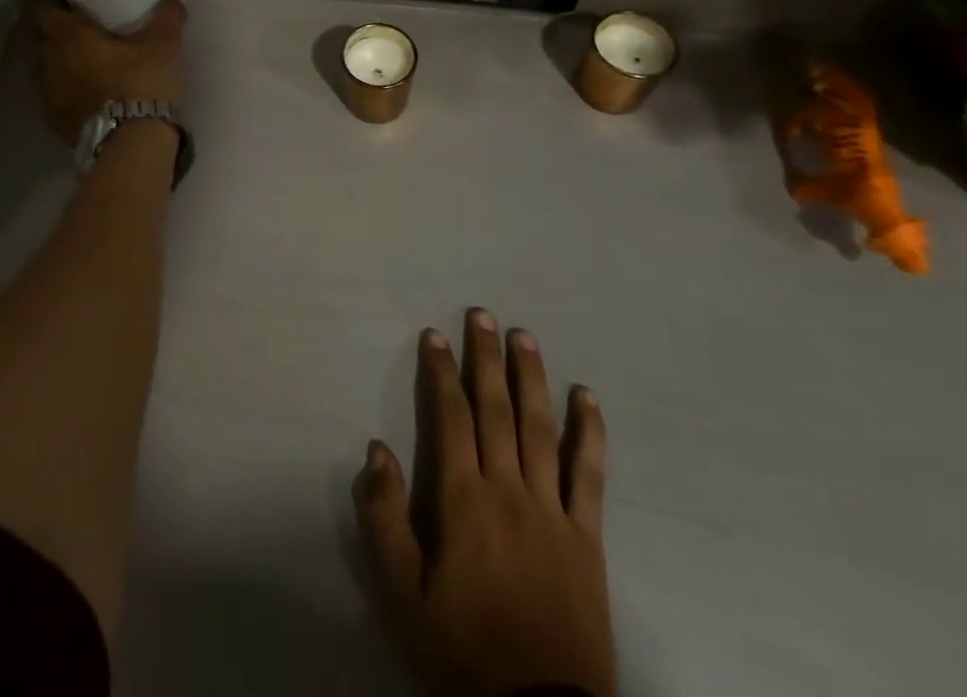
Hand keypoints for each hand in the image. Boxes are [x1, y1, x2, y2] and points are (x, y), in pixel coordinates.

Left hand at [34, 0, 187, 145]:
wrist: (131, 145)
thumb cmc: (141, 83)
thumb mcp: (163, 46)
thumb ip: (168, 17)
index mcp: (69, 36)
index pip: (46, 11)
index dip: (59, 6)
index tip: (78, 5)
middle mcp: (50, 61)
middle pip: (42, 39)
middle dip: (59, 34)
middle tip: (86, 32)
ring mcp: (48, 94)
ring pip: (46, 69)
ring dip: (61, 64)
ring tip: (88, 64)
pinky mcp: (55, 121)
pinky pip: (55, 97)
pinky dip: (67, 91)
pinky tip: (89, 94)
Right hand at [356, 311, 614, 696]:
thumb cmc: (463, 652)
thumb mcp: (402, 596)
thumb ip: (384, 519)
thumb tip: (376, 449)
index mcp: (464, 502)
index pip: (451, 418)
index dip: (440, 372)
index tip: (434, 335)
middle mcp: (509, 492)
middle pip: (496, 410)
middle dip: (485, 358)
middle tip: (481, 314)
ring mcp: (554, 512)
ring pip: (541, 429)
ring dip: (532, 377)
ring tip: (524, 336)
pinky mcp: (588, 538)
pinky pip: (590, 475)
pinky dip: (590, 433)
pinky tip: (588, 398)